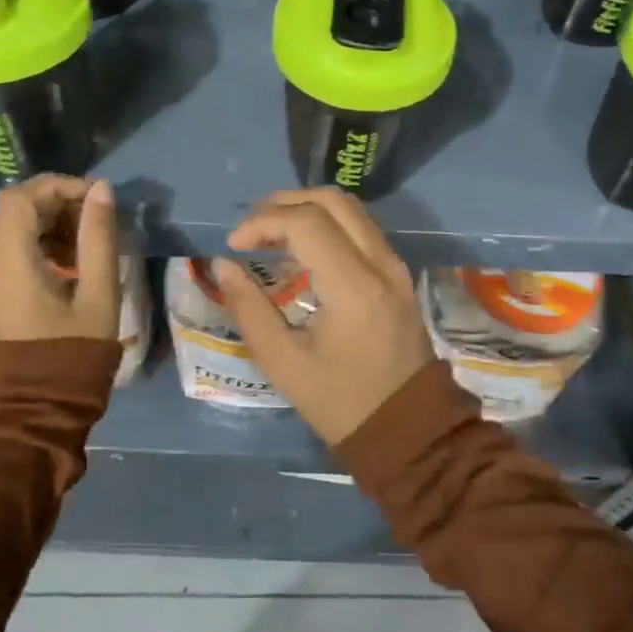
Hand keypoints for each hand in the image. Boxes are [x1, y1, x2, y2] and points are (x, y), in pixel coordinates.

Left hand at [0, 175, 120, 342]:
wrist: (34, 413)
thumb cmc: (71, 354)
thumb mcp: (97, 293)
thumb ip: (98, 237)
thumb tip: (101, 189)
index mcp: (12, 259)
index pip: (22, 196)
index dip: (59, 185)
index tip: (96, 198)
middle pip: (18, 208)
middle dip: (59, 202)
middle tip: (96, 217)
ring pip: (18, 227)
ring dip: (53, 222)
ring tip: (89, 241)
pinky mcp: (0, 293)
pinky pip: (17, 250)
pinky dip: (45, 243)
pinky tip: (74, 263)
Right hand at [215, 188, 434, 445]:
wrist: (410, 431)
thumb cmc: (342, 402)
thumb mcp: (285, 364)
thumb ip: (250, 309)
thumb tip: (223, 265)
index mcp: (354, 286)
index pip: (306, 222)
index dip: (263, 222)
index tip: (235, 245)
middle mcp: (380, 263)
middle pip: (332, 200)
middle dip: (285, 203)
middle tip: (252, 228)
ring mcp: (394, 264)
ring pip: (349, 208)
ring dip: (307, 209)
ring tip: (271, 234)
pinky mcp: (397, 272)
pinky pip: (360, 227)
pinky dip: (327, 224)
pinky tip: (301, 251)